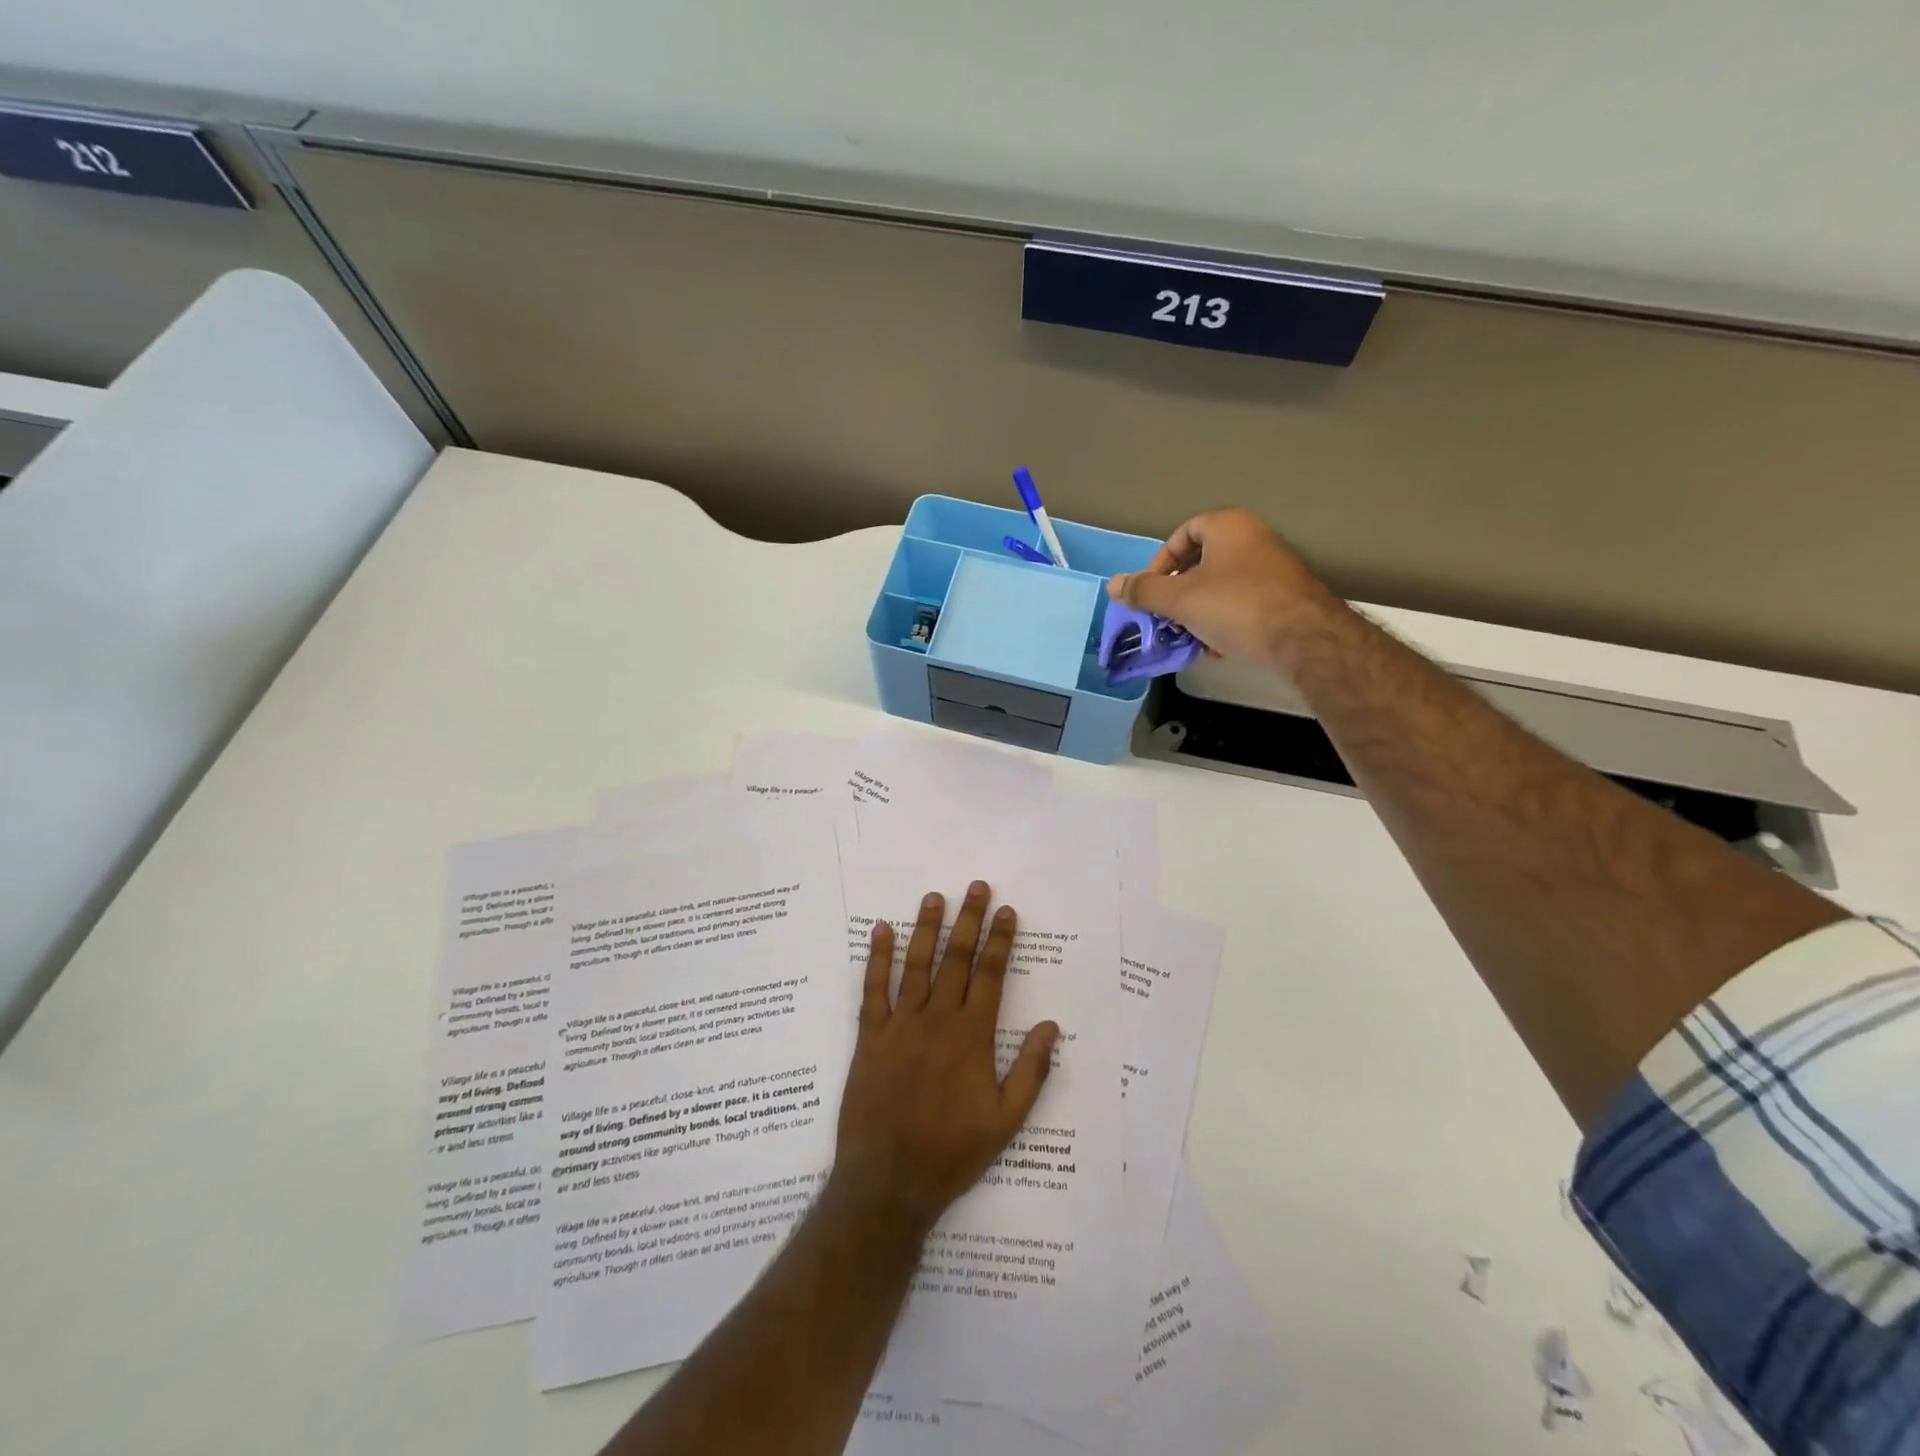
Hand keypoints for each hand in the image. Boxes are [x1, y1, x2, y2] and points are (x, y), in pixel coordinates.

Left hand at [830, 881, 1059, 1236]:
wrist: (889, 1181)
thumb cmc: (953, 1152)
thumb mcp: (1006, 1120)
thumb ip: (1031, 1071)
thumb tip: (1052, 1027)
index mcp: (973, 1037)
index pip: (991, 975)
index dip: (1001, 941)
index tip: (1007, 911)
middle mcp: (938, 1020)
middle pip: (956, 959)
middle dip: (969, 920)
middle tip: (976, 887)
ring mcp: (900, 1025)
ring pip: (916, 965)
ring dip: (926, 928)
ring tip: (934, 897)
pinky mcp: (870, 1036)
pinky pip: (873, 989)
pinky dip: (877, 958)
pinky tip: (880, 930)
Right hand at [1107, 507, 1333, 667]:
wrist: (1306, 641)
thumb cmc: (1237, 608)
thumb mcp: (1180, 600)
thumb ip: (1144, 591)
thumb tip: (1113, 584)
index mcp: (1229, 526)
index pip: (1183, 532)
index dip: (1161, 561)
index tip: (1151, 590)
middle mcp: (1254, 539)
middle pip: (1201, 562)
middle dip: (1177, 593)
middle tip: (1164, 616)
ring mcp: (1273, 569)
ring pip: (1220, 587)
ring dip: (1198, 612)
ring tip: (1187, 637)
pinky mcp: (1285, 598)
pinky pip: (1242, 605)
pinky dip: (1224, 622)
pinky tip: (1217, 648)